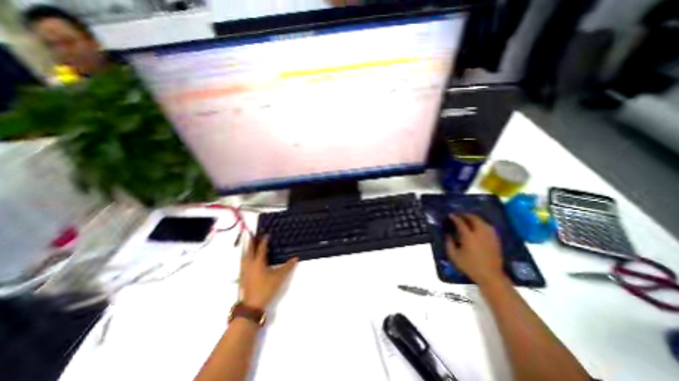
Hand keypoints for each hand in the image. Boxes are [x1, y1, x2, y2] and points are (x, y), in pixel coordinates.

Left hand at [242, 236, 298, 309]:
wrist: (252, 304)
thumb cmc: (266, 288)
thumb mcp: (279, 277)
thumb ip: (288, 267)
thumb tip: (296, 258)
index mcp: (259, 262)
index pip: (261, 248)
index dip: (264, 241)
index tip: (267, 234)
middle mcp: (250, 264)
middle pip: (250, 250)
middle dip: (252, 242)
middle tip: (253, 234)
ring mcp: (244, 270)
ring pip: (244, 256)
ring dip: (247, 248)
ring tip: (248, 243)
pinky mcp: (242, 276)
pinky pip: (242, 261)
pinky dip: (244, 256)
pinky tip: (246, 258)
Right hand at [446, 214, 503, 285]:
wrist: (490, 276)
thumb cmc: (469, 266)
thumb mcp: (454, 256)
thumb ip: (449, 243)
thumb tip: (448, 234)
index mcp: (468, 237)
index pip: (461, 223)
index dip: (455, 218)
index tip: (450, 215)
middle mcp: (480, 234)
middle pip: (474, 219)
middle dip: (466, 215)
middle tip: (460, 215)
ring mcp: (489, 236)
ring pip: (483, 222)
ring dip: (475, 218)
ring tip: (469, 219)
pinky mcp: (496, 240)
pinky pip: (489, 227)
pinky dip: (483, 223)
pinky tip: (479, 226)